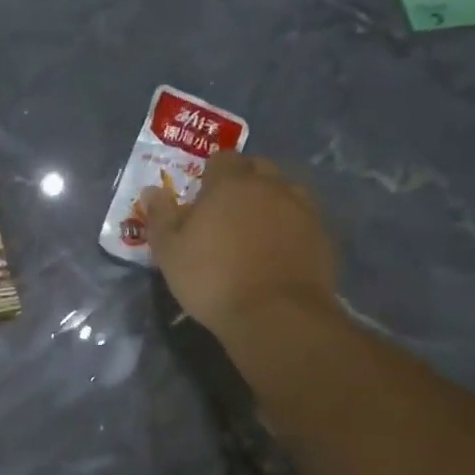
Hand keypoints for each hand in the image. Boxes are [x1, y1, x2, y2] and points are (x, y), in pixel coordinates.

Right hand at [141, 152, 341, 336]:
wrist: (275, 315)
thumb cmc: (212, 279)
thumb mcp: (170, 252)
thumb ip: (160, 217)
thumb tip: (152, 191)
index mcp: (231, 183)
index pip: (222, 159)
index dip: (211, 174)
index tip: (202, 197)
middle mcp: (271, 187)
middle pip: (258, 169)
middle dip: (244, 182)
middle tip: (227, 213)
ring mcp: (302, 210)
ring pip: (286, 192)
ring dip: (272, 203)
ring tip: (257, 232)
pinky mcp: (323, 237)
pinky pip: (304, 221)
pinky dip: (291, 229)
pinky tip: (280, 254)